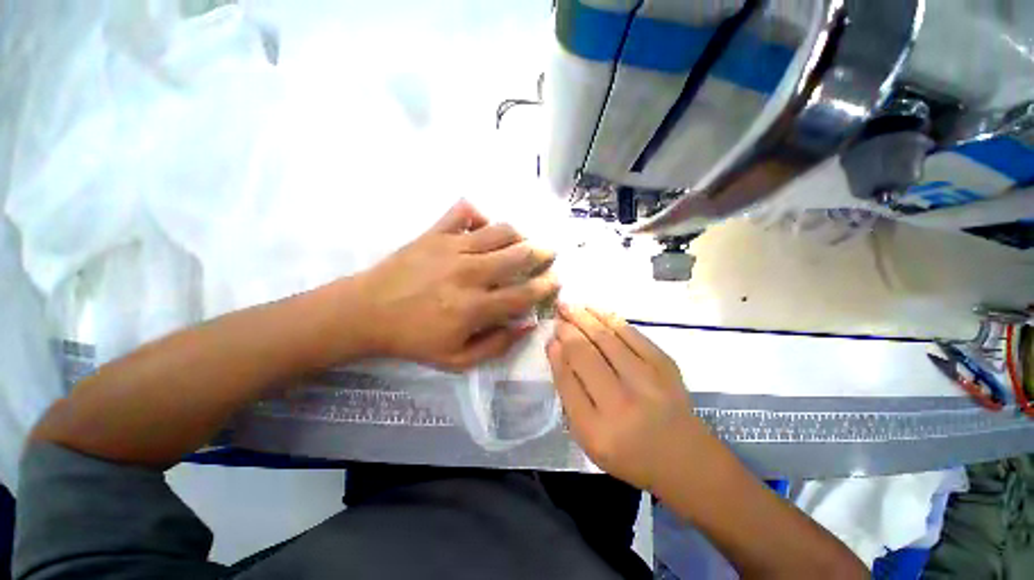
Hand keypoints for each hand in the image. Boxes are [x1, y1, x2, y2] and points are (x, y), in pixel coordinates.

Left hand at [356, 200, 559, 370]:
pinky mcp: (434, 233)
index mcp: (475, 307)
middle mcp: (470, 273)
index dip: (546, 285)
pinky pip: (464, 211)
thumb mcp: (457, 360)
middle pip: (519, 255)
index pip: (525, 293)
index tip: (555, 280)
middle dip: (542, 253)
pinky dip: (479, 213)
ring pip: (500, 230)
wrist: (366, 312)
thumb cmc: (413, 339)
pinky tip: (482, 225)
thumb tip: (527, 324)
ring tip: (524, 239)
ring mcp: (452, 247)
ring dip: (519, 234)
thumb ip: (497, 345)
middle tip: (549, 253)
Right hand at [547, 303, 706, 490]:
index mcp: (596, 431)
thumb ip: (569, 393)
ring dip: (584, 317)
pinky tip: (593, 309)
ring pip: (606, 337)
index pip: (567, 380)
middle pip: (585, 354)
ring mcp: (647, 381)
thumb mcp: (588, 437)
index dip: (556, 354)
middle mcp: (621, 404)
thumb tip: (557, 349)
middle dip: (567, 329)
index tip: (550, 337)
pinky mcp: (665, 365)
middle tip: (557, 314)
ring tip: (568, 305)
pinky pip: (630, 333)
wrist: (686, 458)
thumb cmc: (629, 452)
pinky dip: (608, 317)